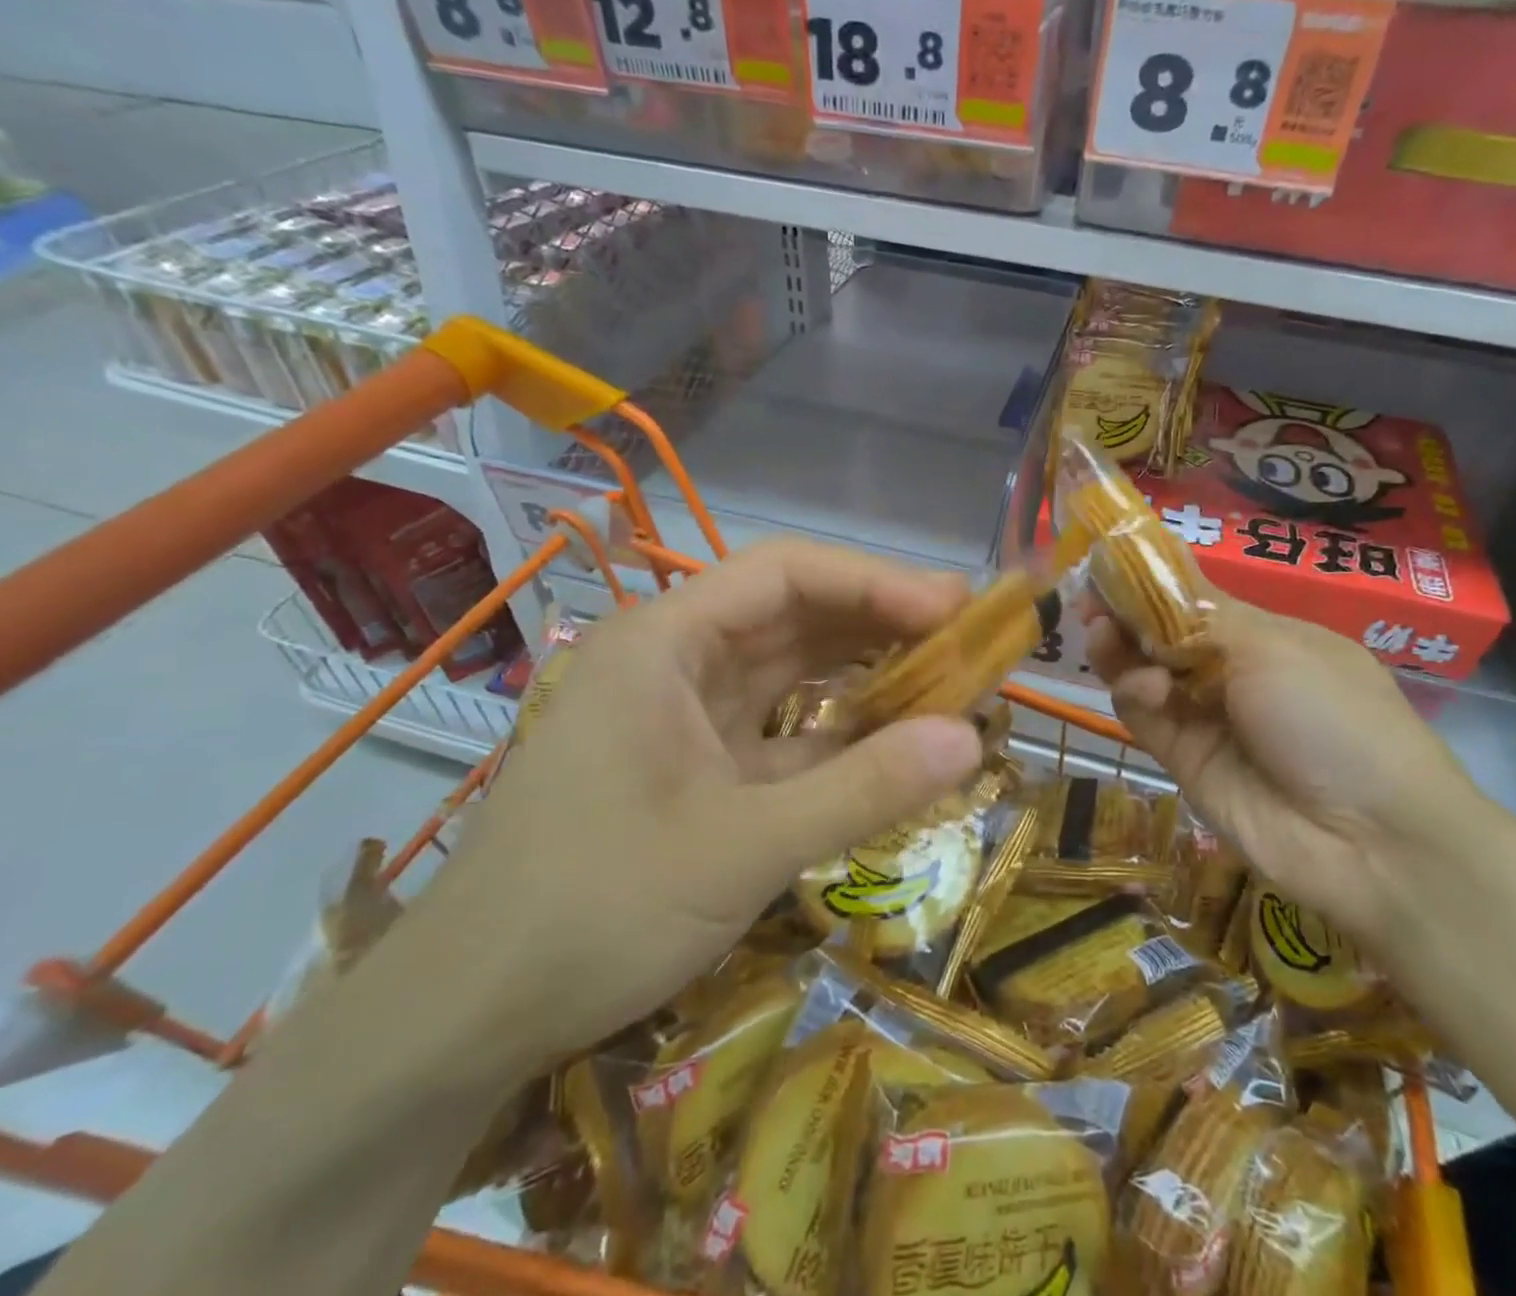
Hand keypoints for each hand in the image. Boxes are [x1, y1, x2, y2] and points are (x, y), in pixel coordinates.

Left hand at [435, 540, 985, 1070]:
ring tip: (946, 676)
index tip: (954, 609)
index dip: (876, 582)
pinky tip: (891, 740)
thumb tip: (974, 740)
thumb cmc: (594, 911)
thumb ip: (864, 789)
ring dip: (863, 672)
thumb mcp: (744, 848)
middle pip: (791, 613)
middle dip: (880, 621)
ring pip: (788, 669)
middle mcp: (671, 659)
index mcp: (664, 642)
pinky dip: (835, 731)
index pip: (785, 573)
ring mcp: (679, 713)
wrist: (466, 1017)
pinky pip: (777, 726)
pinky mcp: (691, 764)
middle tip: (968, 636)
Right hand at [1087, 596, 1505, 964]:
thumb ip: (1198, 615)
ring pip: (1145, 673)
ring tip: (1101, 631)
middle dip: (1125, 614)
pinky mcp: (1182, 759)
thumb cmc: (1332, 715)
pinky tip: (1145, 686)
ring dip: (1120, 648)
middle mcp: (1232, 673)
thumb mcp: (1272, 646)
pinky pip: (1145, 715)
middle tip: (1089, 599)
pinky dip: (1135, 693)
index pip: (1194, 600)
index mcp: (1266, 637)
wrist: (1367, 837)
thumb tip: (1151, 581)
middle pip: (1163, 636)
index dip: (1152, 583)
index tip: (1109, 564)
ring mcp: (1206, 718)